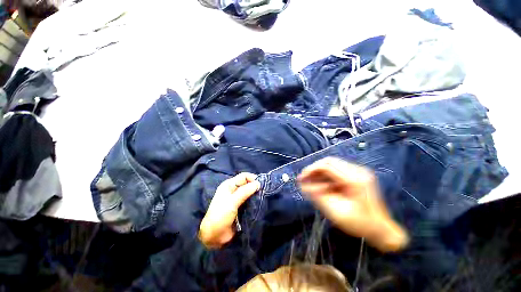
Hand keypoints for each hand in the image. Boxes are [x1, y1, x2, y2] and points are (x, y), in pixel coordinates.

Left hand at [199, 173, 260, 248]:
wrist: (214, 236)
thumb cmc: (221, 216)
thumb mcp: (232, 202)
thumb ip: (245, 191)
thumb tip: (258, 183)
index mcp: (229, 185)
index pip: (243, 176)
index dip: (252, 178)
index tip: (261, 185)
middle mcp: (233, 190)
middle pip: (247, 183)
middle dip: (255, 186)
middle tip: (263, 192)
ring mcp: (236, 199)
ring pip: (249, 192)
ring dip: (255, 194)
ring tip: (262, 197)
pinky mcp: (240, 207)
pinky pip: (249, 200)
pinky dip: (254, 201)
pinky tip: (259, 203)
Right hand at [298, 157, 407, 251]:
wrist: (381, 229)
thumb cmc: (360, 224)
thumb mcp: (336, 212)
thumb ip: (318, 196)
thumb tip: (303, 185)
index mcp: (354, 180)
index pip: (326, 166)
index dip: (311, 170)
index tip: (301, 178)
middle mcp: (358, 171)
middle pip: (329, 162)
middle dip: (314, 169)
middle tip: (304, 178)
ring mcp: (359, 171)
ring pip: (332, 164)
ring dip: (319, 171)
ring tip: (310, 181)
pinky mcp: (358, 174)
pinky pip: (337, 169)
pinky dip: (327, 175)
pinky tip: (321, 184)